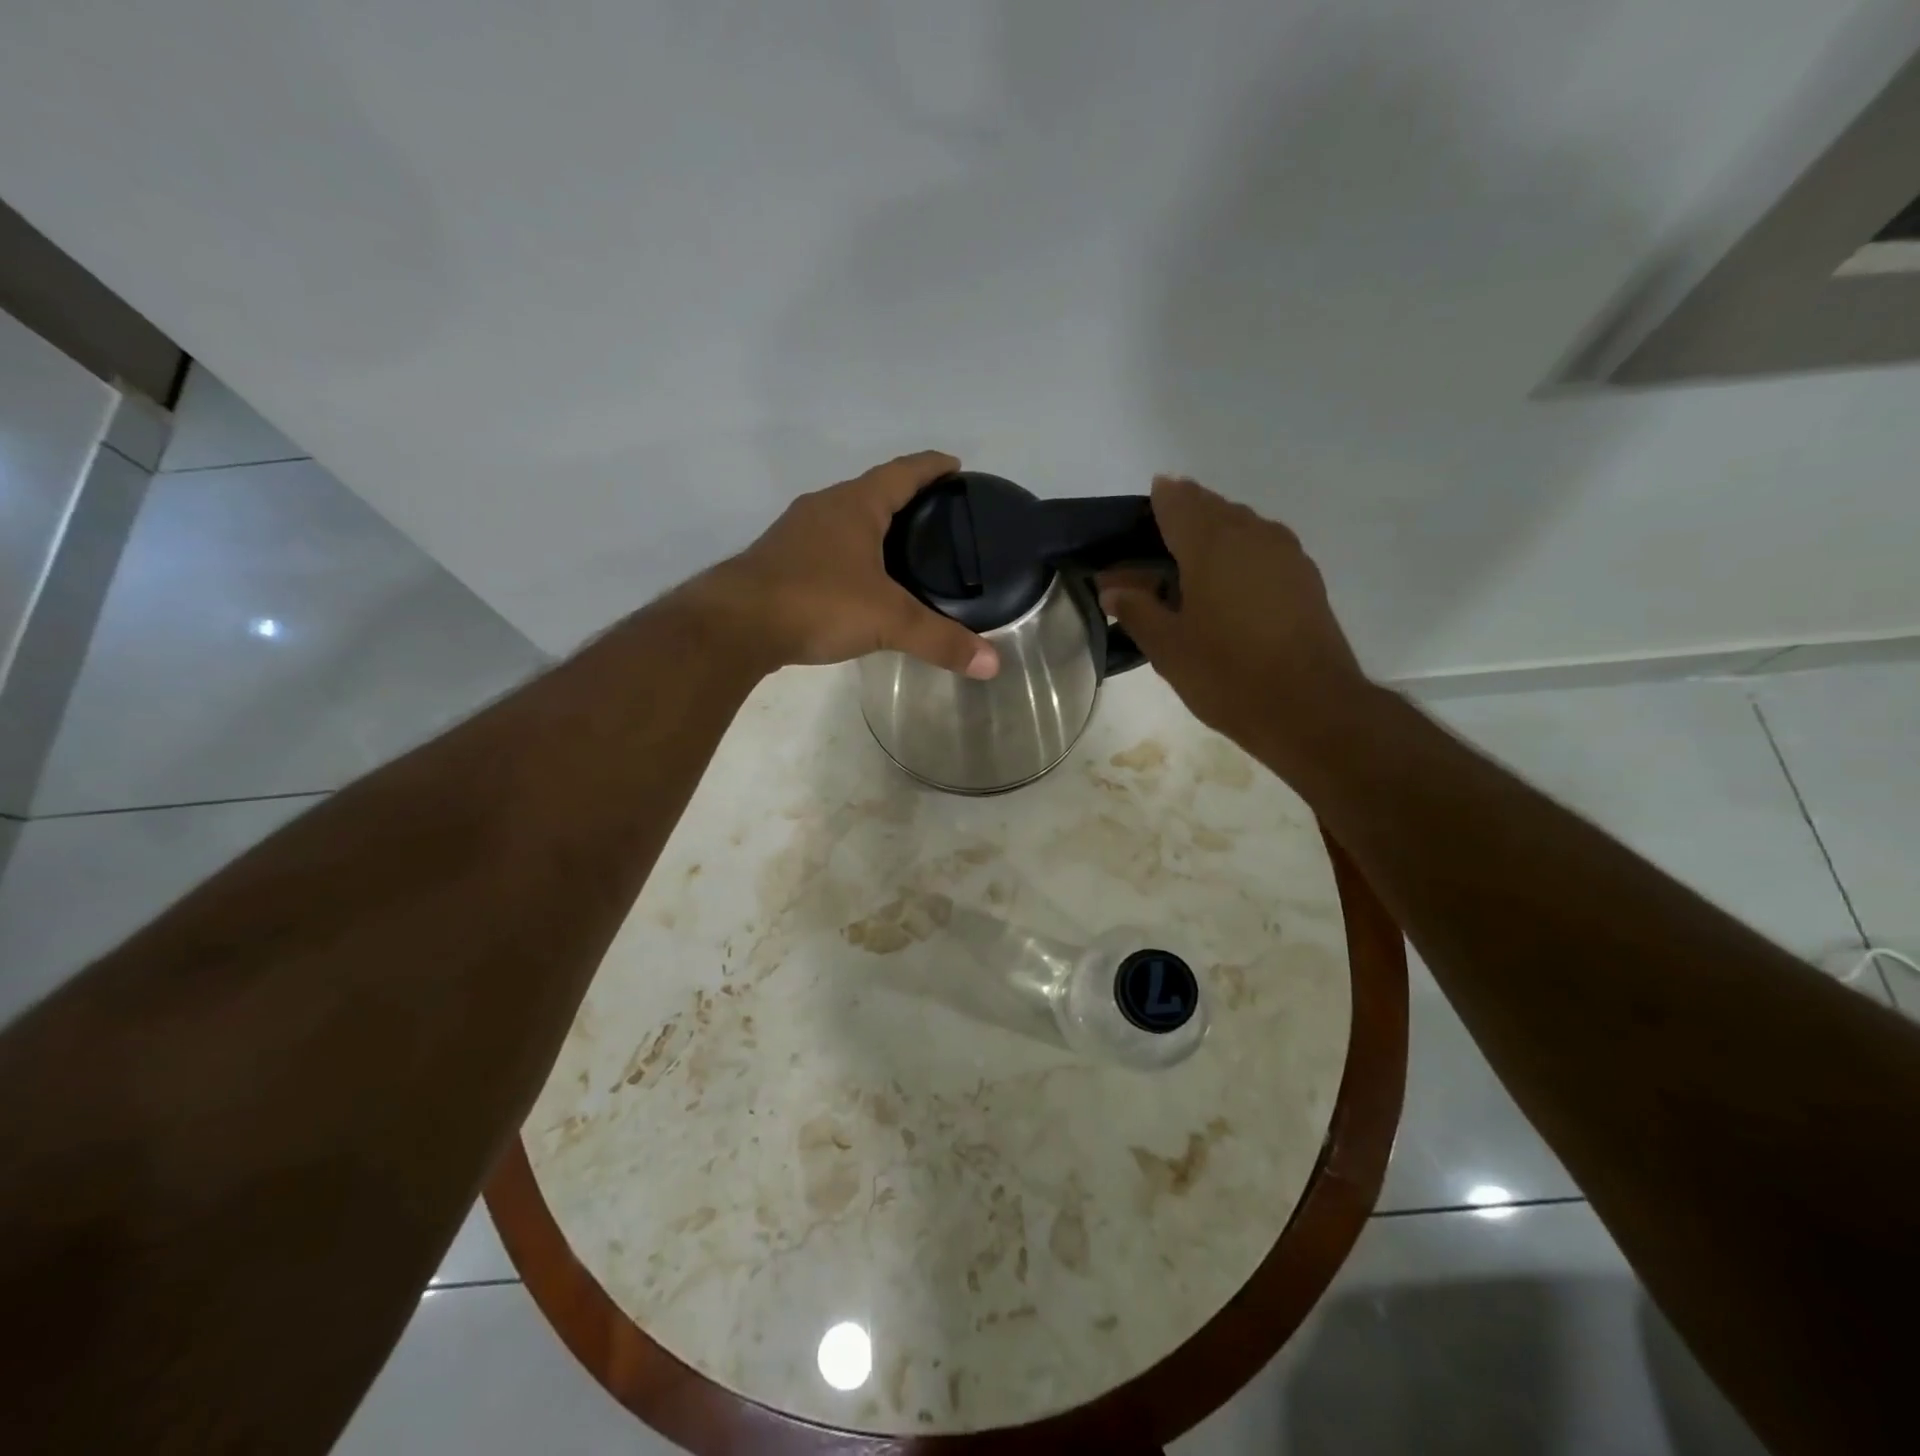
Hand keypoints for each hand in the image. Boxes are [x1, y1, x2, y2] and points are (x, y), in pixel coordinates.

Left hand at [691, 451, 999, 677]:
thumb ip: (940, 640)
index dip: (932, 467)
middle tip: (938, 516)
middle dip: (905, 498)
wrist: (734, 626)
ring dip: (873, 526)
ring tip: (902, 548)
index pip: (903, 472)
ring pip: (844, 519)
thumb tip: (993, 664)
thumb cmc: (817, 603)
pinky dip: (849, 554)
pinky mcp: (778, 561)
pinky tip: (857, 580)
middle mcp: (824, 508)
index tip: (956, 466)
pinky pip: (824, 547)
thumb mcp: (888, 621)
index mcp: (855, 505)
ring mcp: (795, 533)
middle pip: (872, 491)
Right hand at [1099, 476, 1366, 756]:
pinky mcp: (1304, 576)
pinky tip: (1224, 588)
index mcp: (1212, 543)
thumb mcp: (1168, 647)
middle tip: (1154, 550)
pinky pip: (1261, 548)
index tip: (1136, 518)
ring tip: (1186, 570)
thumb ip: (1137, 610)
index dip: (1156, 503)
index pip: (1177, 501)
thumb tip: (1112, 589)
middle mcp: (1252, 533)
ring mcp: (1285, 553)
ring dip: (1211, 537)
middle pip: (1210, 508)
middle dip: (1180, 519)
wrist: (1310, 707)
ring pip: (1239, 526)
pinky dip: (1237, 555)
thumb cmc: (1228, 675)